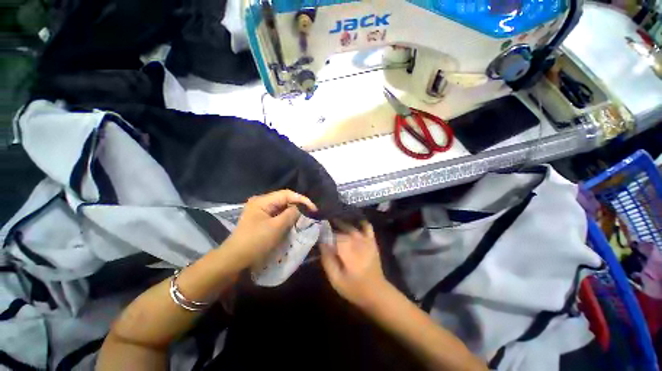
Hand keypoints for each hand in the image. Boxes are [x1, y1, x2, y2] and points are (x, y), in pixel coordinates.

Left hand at [225, 190, 316, 267]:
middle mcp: (261, 202)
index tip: (313, 208)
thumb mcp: (276, 227)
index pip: (286, 194)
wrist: (235, 259)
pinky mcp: (261, 219)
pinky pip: (277, 215)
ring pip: (282, 207)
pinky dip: (286, 218)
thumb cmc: (255, 242)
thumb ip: (291, 214)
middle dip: (298, 205)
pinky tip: (293, 222)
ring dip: (293, 212)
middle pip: (284, 199)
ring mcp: (260, 211)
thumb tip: (300, 209)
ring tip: (305, 217)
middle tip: (310, 213)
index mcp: (262, 201)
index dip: (301, 199)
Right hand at [320, 222, 388, 309]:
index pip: (333, 235)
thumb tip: (322, 243)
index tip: (318, 235)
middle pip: (341, 228)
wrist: (376, 292)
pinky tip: (353, 224)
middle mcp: (356, 241)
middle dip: (332, 226)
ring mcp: (366, 240)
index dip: (324, 233)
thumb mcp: (335, 279)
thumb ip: (327, 260)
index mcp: (347, 251)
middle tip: (324, 228)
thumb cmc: (354, 288)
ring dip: (342, 223)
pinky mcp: (372, 241)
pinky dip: (360, 223)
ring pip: (352, 225)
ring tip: (334, 223)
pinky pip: (367, 226)